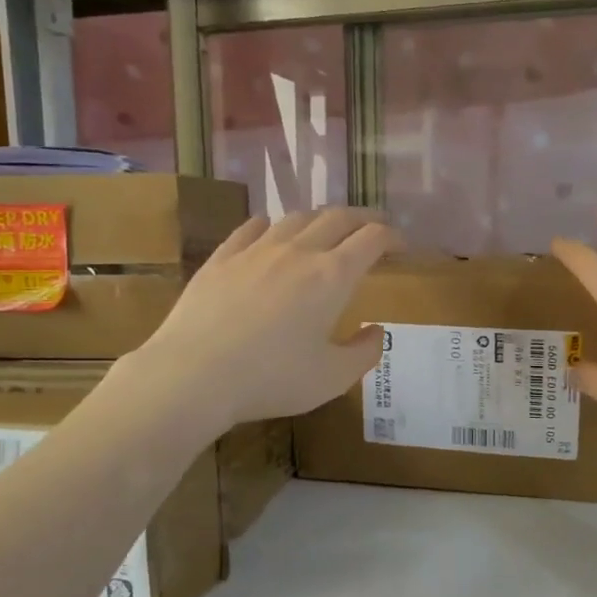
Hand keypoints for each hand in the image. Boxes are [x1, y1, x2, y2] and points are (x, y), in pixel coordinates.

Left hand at [135, 207, 400, 427]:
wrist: (194, 374)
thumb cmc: (272, 379)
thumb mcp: (333, 378)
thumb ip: (364, 352)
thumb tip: (376, 331)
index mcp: (332, 276)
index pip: (372, 239)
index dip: (393, 237)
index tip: (402, 246)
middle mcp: (298, 252)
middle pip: (338, 218)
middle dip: (363, 219)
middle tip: (373, 228)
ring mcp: (256, 250)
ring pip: (296, 217)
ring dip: (320, 219)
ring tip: (326, 231)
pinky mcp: (222, 258)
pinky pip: (252, 228)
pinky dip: (272, 225)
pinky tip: (270, 230)